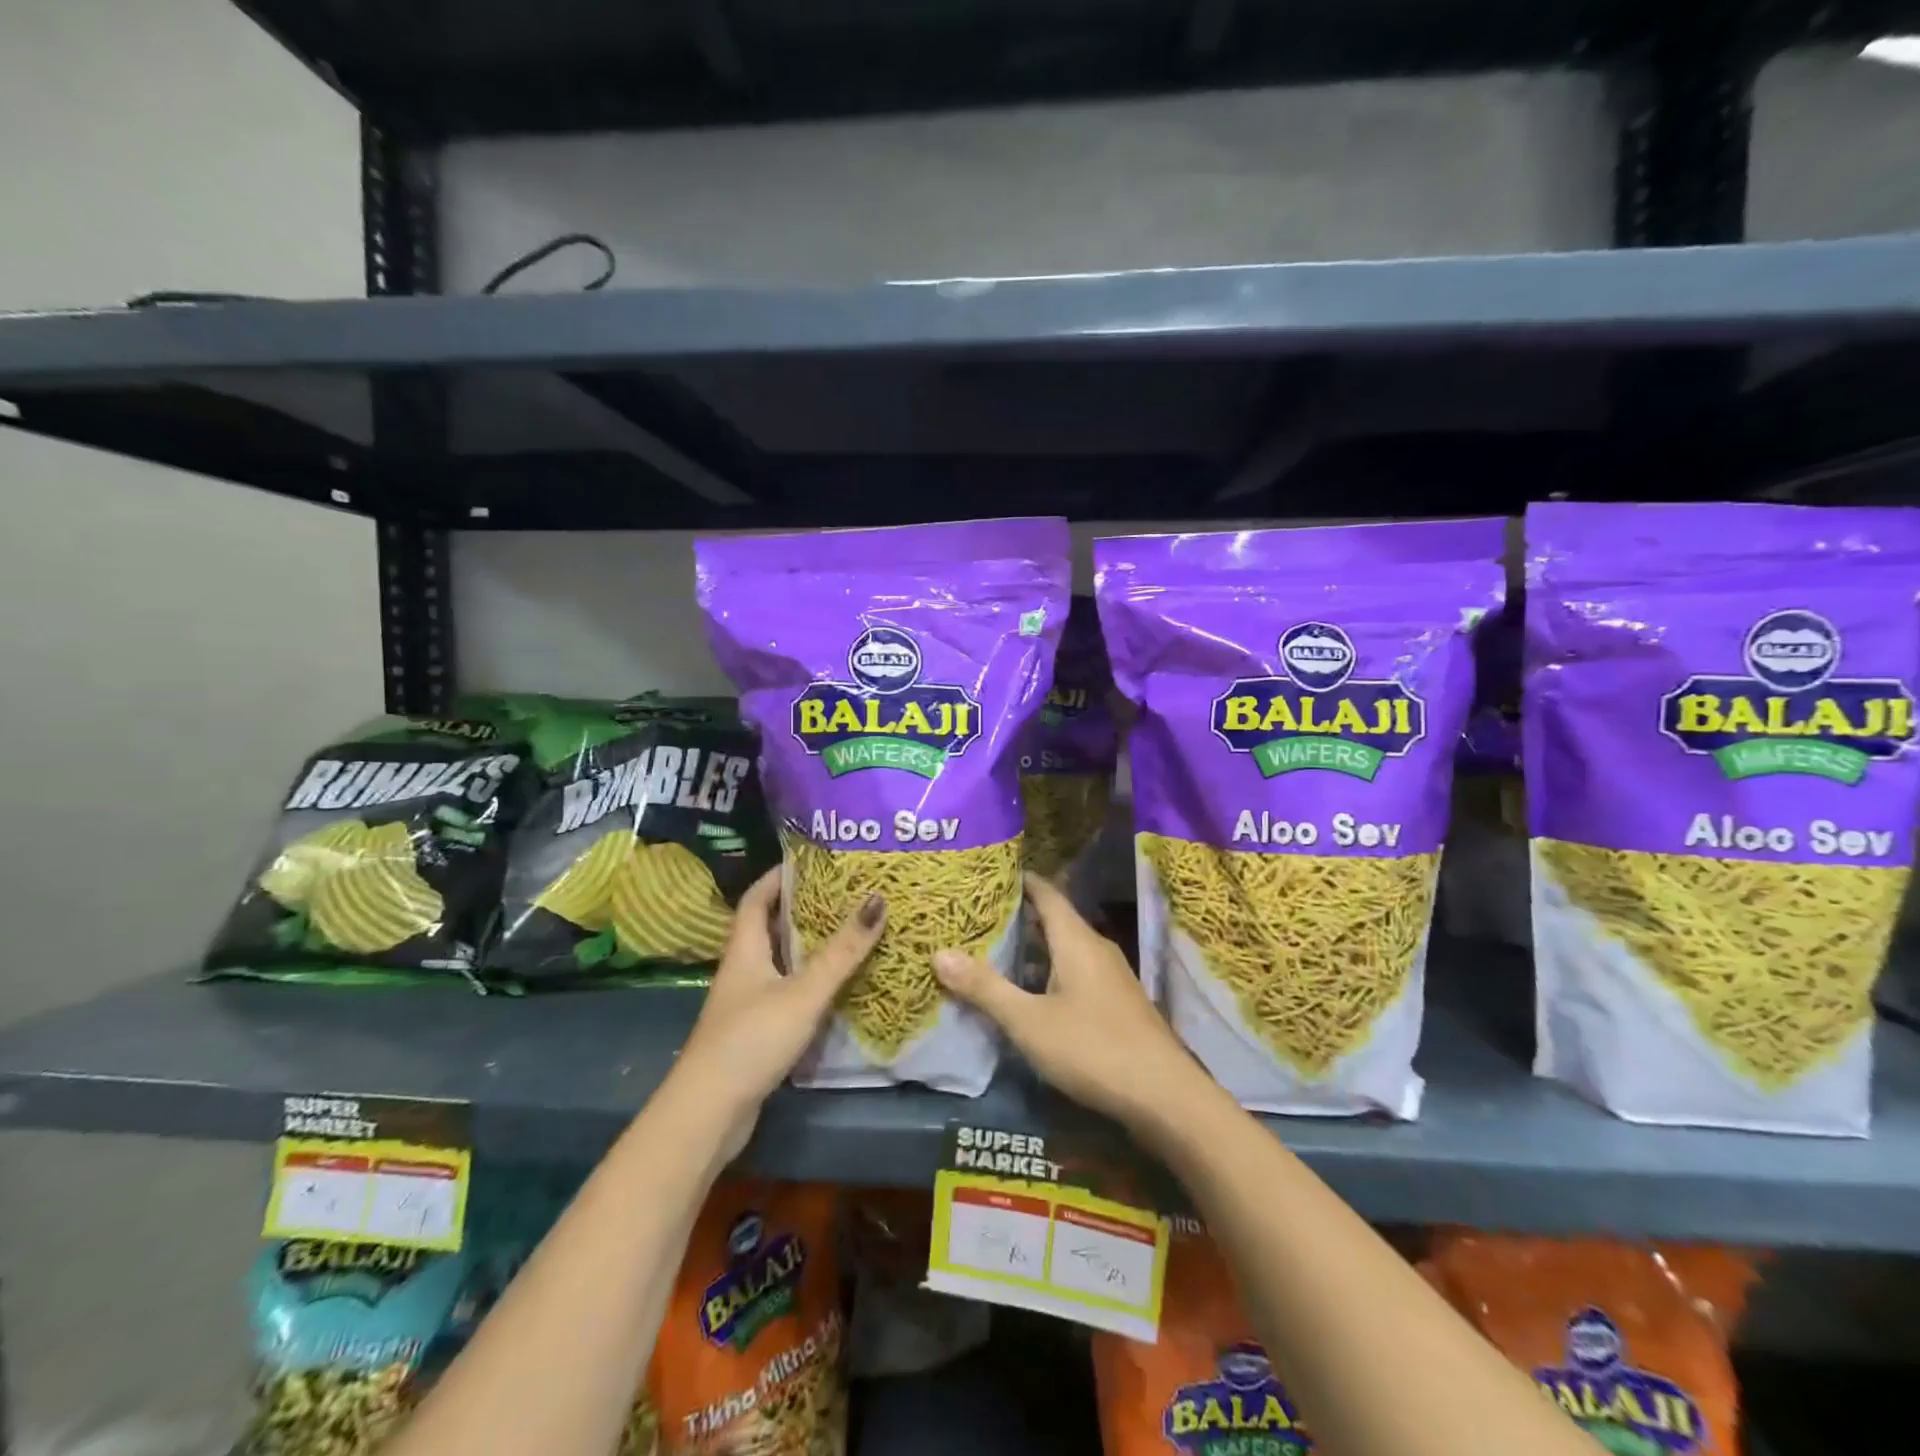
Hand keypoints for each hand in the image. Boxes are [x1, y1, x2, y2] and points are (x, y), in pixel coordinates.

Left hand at [673, 868, 885, 1156]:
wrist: (709, 1113)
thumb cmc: (752, 1040)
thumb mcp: (803, 992)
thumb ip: (842, 951)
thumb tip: (878, 899)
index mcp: (745, 949)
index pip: (757, 897)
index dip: (780, 875)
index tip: (813, 860)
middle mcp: (743, 969)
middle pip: (770, 926)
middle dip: (803, 907)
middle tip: (845, 893)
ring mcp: (747, 1002)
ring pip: (780, 960)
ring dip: (809, 945)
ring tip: (849, 930)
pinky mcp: (756, 1030)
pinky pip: (786, 990)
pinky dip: (809, 980)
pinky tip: (837, 984)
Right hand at [933, 873, 1209, 1136]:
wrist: (1165, 1097)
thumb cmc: (1093, 1048)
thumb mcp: (1029, 1021)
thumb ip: (985, 988)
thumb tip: (939, 953)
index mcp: (1076, 940)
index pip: (1045, 893)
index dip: (1019, 880)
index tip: (987, 874)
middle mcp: (1096, 948)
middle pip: (1054, 920)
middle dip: (1018, 916)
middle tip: (976, 916)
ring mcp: (1111, 977)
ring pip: (1065, 949)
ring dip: (1033, 948)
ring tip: (993, 951)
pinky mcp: (1117, 1004)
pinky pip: (1076, 973)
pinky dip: (1049, 973)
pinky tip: (1029, 994)